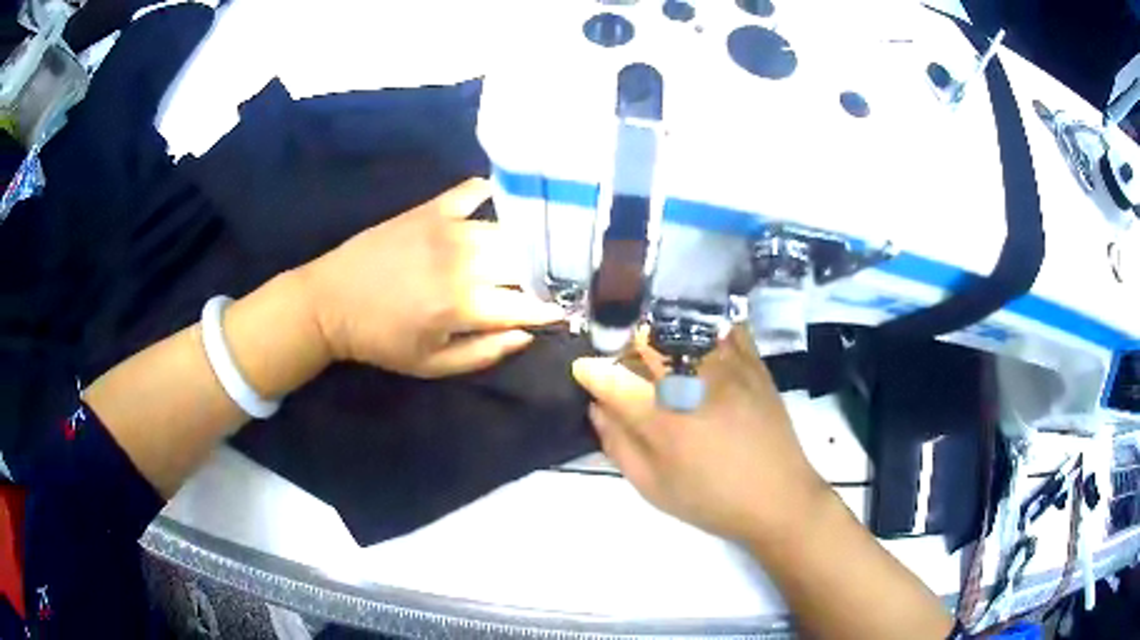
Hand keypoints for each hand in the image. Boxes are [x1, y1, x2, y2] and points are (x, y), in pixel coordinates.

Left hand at [297, 178, 563, 377]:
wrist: (330, 302)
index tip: (563, 312)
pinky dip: (492, 194)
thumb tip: (527, 334)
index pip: (527, 304)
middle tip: (551, 283)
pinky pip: (473, 191)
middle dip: (545, 275)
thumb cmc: (381, 340)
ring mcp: (448, 228)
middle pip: (525, 262)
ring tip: (535, 250)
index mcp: (464, 304)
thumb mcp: (432, 365)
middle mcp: (464, 261)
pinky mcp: (431, 209)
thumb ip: (484, 352)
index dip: (551, 309)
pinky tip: (502, 202)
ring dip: (526, 243)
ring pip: (507, 230)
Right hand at [572, 328, 828, 543]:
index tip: (582, 369)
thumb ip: (618, 445)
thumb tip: (597, 408)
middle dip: (622, 343)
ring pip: (682, 326)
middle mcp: (694, 383)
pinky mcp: (754, 363)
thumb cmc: (712, 500)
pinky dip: (703, 325)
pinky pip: (724, 327)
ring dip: (658, 330)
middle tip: (620, 357)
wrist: (779, 499)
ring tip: (655, 346)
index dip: (590, 371)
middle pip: (646, 339)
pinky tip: (696, 339)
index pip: (612, 379)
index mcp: (664, 420)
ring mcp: (728, 367)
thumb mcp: (653, 487)